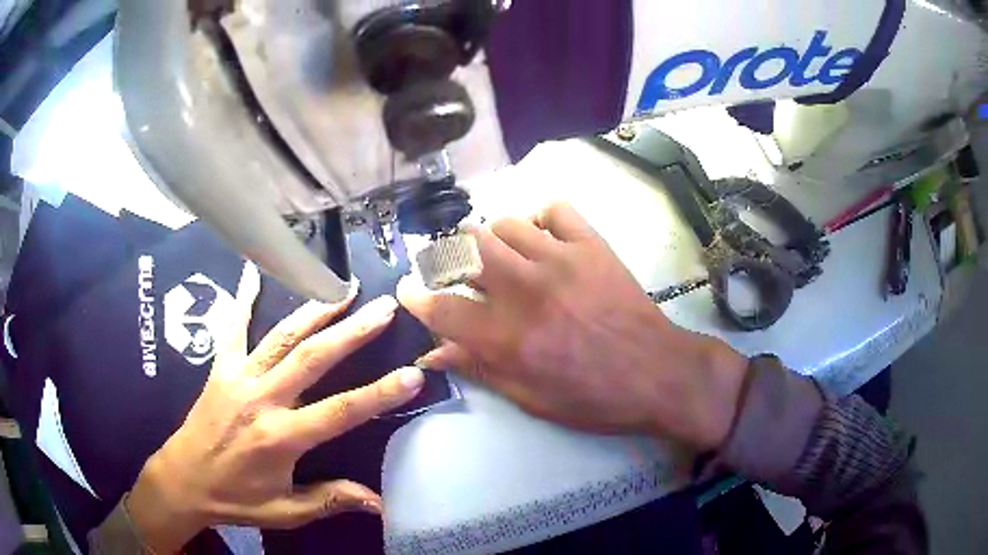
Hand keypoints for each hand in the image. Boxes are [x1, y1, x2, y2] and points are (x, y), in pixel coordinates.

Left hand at [127, 263, 424, 553]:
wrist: (184, 479)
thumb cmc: (237, 498)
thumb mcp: (286, 510)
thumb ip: (330, 499)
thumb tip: (380, 502)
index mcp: (280, 438)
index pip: (339, 412)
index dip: (379, 393)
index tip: (412, 374)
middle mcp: (261, 399)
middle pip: (312, 358)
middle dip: (351, 332)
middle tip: (383, 307)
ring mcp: (238, 377)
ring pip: (281, 336)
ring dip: (314, 311)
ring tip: (342, 290)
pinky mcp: (220, 368)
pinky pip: (233, 327)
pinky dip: (244, 298)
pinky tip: (254, 271)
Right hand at [399, 203, 746, 450]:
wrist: (656, 373)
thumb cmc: (593, 397)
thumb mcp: (530, 398)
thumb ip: (479, 368)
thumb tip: (433, 353)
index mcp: (506, 336)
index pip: (439, 307)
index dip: (414, 297)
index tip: (407, 290)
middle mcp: (524, 289)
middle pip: (463, 249)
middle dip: (448, 258)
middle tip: (455, 272)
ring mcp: (559, 259)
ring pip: (502, 224)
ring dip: (491, 241)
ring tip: (501, 259)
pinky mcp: (591, 244)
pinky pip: (553, 210)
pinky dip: (539, 219)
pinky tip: (542, 239)